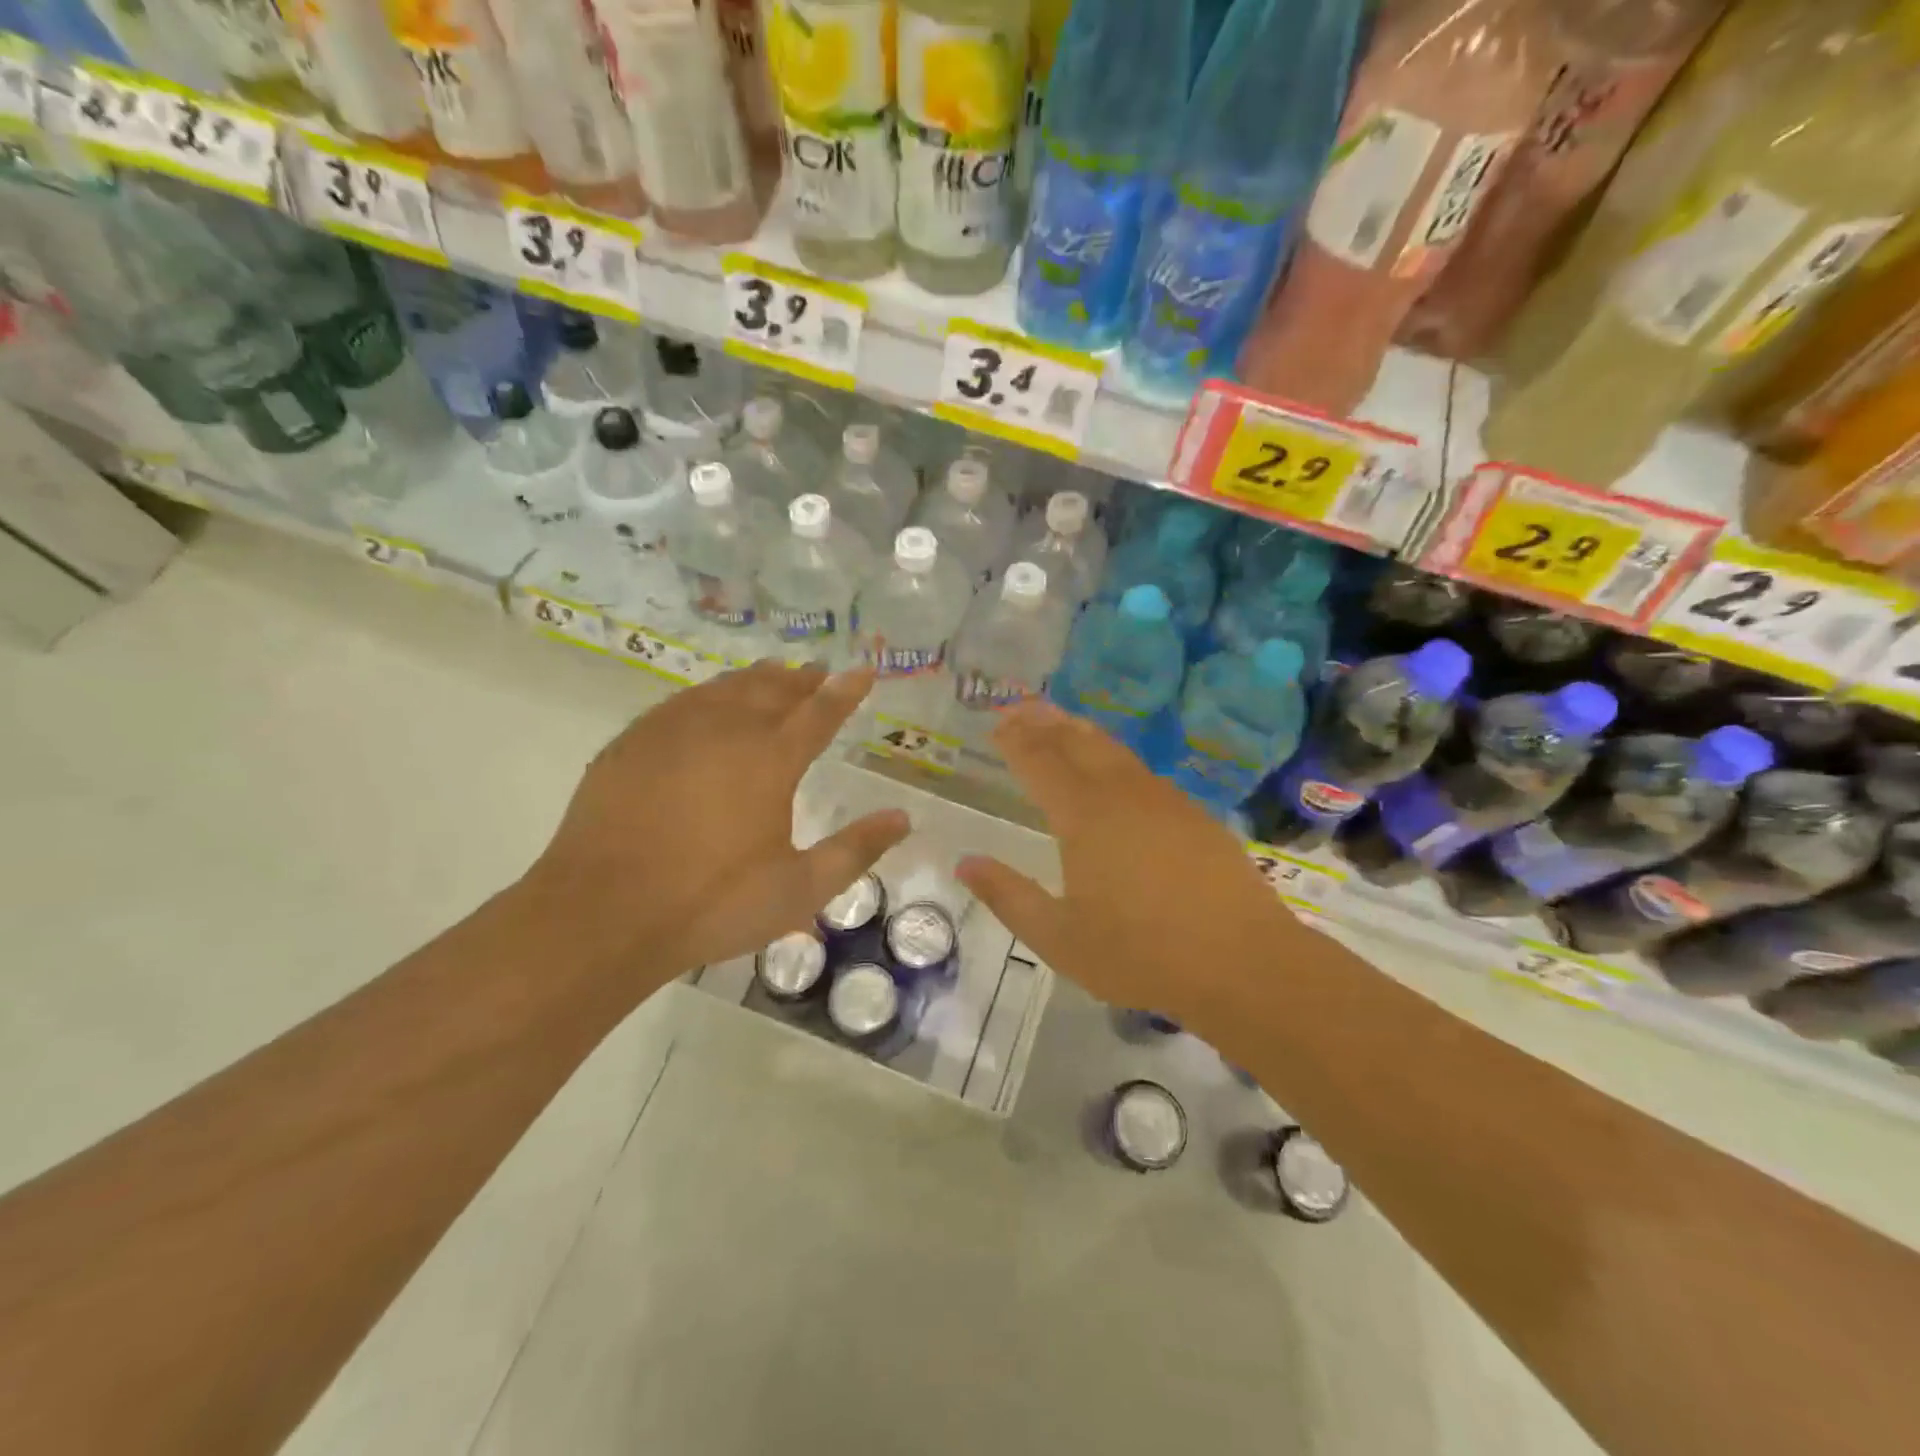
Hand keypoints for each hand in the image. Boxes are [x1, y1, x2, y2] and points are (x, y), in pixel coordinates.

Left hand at [522, 662, 908, 989]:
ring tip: (774, 674)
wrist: (602, 915)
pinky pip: (683, 702)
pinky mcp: (633, 743)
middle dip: (802, 679)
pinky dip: (709, 694)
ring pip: (725, 688)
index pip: (820, 712)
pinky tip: (708, 702)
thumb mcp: (799, 890)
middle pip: (773, 689)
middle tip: (819, 672)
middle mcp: (726, 730)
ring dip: (757, 679)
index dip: (845, 691)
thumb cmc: (711, 905)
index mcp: (770, 760)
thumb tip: (903, 818)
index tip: (863, 672)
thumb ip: (855, 850)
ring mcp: (673, 731)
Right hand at [956, 702, 1300, 1026]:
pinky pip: (1142, 771)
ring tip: (1062, 722)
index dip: (1016, 740)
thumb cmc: (1141, 954)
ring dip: (1081, 733)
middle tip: (1022, 708)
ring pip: (1114, 751)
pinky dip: (1115, 757)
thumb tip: (966, 863)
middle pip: (1078, 743)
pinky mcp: (1194, 815)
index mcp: (1084, 816)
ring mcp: (1164, 801)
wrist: (1243, 962)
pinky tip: (1117, 771)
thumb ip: (1009, 896)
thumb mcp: (1059, 938)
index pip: (1040, 762)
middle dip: (1045, 722)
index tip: (997, 723)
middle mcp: (1122, 794)